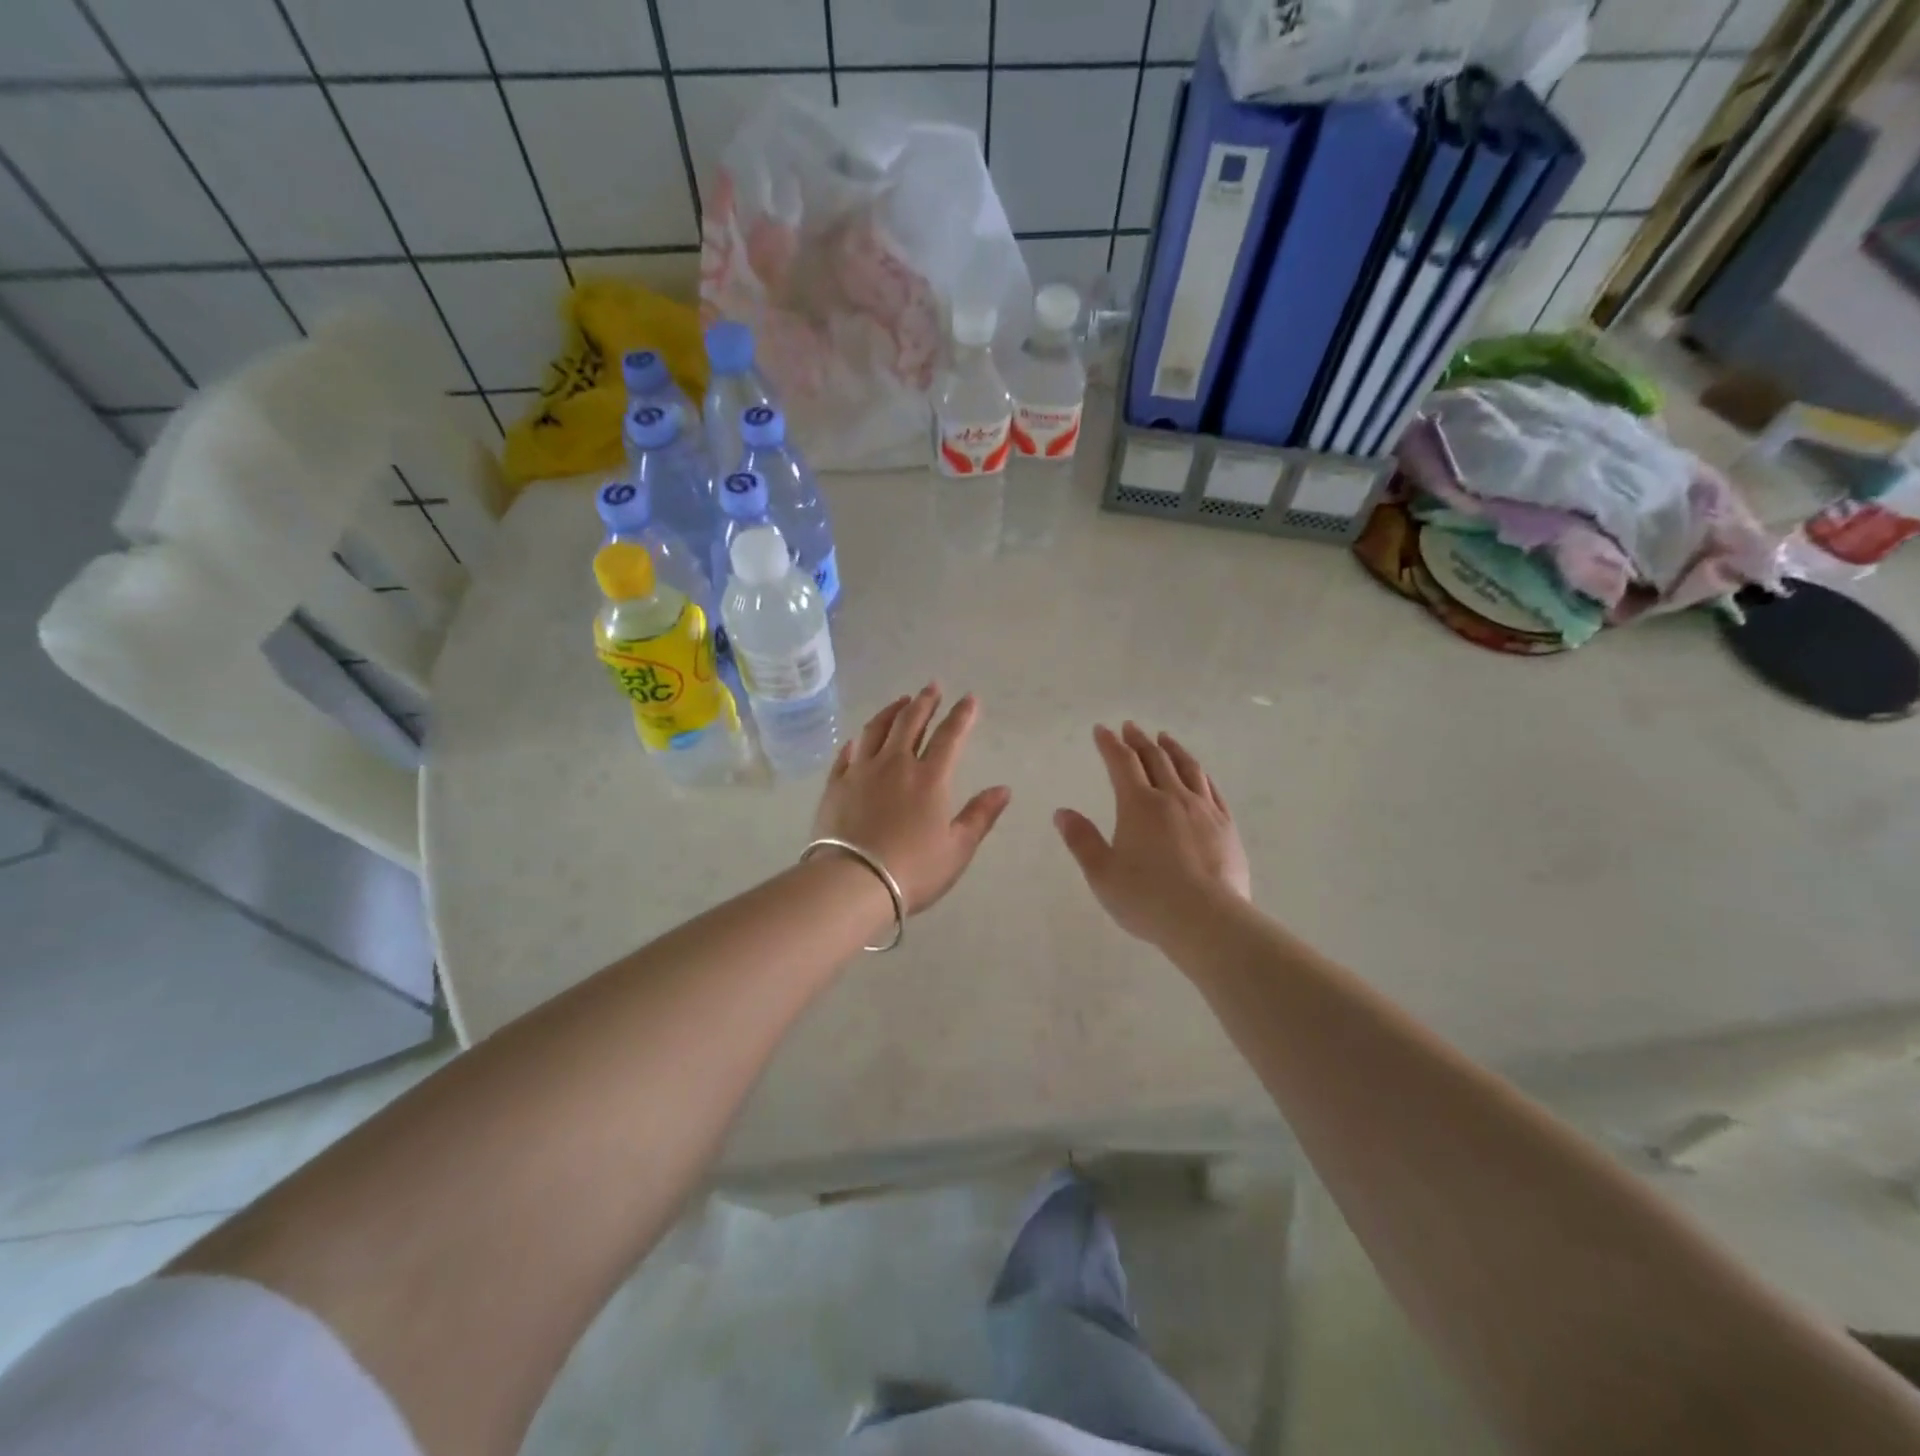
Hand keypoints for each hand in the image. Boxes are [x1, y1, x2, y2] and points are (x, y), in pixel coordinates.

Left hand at [814, 684, 1012, 913]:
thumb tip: (1003, 789)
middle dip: (925, 702)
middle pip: (910, 722)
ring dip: (891, 711)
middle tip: (932, 687)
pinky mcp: (836, 784)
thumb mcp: (958, 849)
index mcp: (930, 778)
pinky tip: (860, 737)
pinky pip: (847, 753)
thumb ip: (981, 815)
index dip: (962, 715)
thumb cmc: (913, 870)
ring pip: (876, 729)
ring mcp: (861, 771)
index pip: (950, 736)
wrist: (853, 883)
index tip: (969, 698)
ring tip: (901, 701)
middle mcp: (895, 764)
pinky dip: (858, 740)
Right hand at [1055, 723, 1250, 947]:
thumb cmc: (1148, 899)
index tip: (1101, 730)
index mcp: (1138, 805)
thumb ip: (1082, 840)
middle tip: (1130, 727)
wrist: (1209, 921)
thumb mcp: (1102, 874)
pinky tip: (1199, 774)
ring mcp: (1204, 810)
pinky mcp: (1226, 827)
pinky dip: (1200, 774)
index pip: (1122, 763)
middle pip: (1155, 759)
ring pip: (1187, 768)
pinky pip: (1212, 789)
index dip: (1110, 744)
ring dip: (1172, 750)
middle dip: (1139, 740)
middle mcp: (1172, 798)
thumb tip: (1062, 812)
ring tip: (1165, 739)